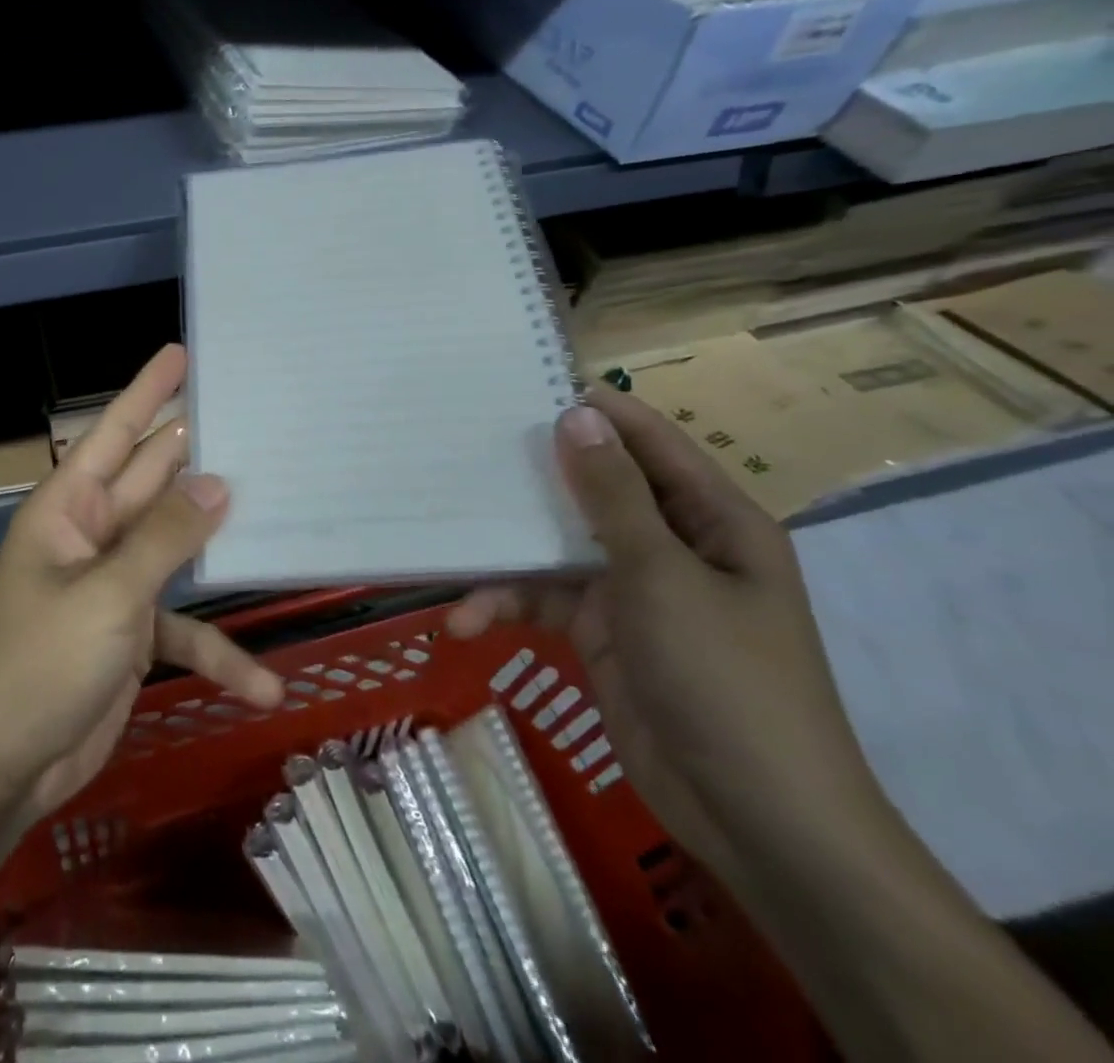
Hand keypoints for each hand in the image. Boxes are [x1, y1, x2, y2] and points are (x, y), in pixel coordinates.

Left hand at [0, 345, 284, 822]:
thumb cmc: (39, 665)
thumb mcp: (108, 597)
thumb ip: (166, 538)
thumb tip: (218, 481)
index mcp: (70, 508)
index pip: (114, 432)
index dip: (148, 391)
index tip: (185, 353)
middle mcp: (93, 535)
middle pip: (154, 480)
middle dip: (198, 452)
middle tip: (253, 418)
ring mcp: (115, 585)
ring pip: (177, 547)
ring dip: (217, 541)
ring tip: (278, 512)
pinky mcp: (132, 635)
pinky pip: (183, 630)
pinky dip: (217, 652)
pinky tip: (262, 685)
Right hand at [445, 387, 884, 881]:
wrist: (754, 818)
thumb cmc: (724, 679)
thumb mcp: (662, 577)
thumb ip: (613, 496)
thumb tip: (577, 414)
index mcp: (712, 520)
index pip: (651, 444)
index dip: (596, 412)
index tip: (524, 386)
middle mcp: (673, 545)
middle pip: (594, 491)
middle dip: (534, 478)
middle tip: (465, 451)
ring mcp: (634, 590)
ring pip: (557, 547)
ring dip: (508, 555)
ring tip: (450, 552)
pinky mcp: (601, 631)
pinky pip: (545, 599)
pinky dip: (507, 606)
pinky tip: (467, 620)